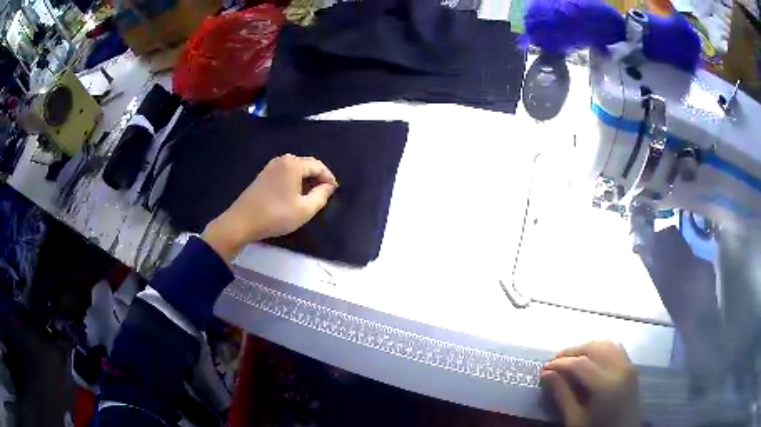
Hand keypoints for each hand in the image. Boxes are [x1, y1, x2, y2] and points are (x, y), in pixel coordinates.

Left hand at [202, 154, 337, 260]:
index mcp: (294, 164)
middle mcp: (282, 160)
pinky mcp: (263, 175)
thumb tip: (329, 187)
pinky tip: (294, 196)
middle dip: (318, 178)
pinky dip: (294, 181)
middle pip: (307, 165)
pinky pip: (285, 173)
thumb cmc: (275, 215)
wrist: (242, 221)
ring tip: (311, 197)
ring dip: (306, 180)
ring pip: (296, 169)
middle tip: (324, 195)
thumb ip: (321, 196)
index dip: (329, 178)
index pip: (319, 166)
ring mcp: (271, 166)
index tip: (334, 192)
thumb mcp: (304, 210)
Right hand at [541, 341, 639, 426]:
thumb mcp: (575, 419)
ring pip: (606, 344)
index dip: (560, 363)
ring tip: (570, 359)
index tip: (544, 368)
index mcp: (606, 385)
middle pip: (594, 347)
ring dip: (586, 347)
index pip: (580, 363)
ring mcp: (629, 366)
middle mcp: (620, 369)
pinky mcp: (632, 368)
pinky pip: (616, 349)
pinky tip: (590, 359)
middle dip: (572, 351)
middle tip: (555, 361)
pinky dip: (600, 349)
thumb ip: (562, 395)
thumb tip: (547, 374)